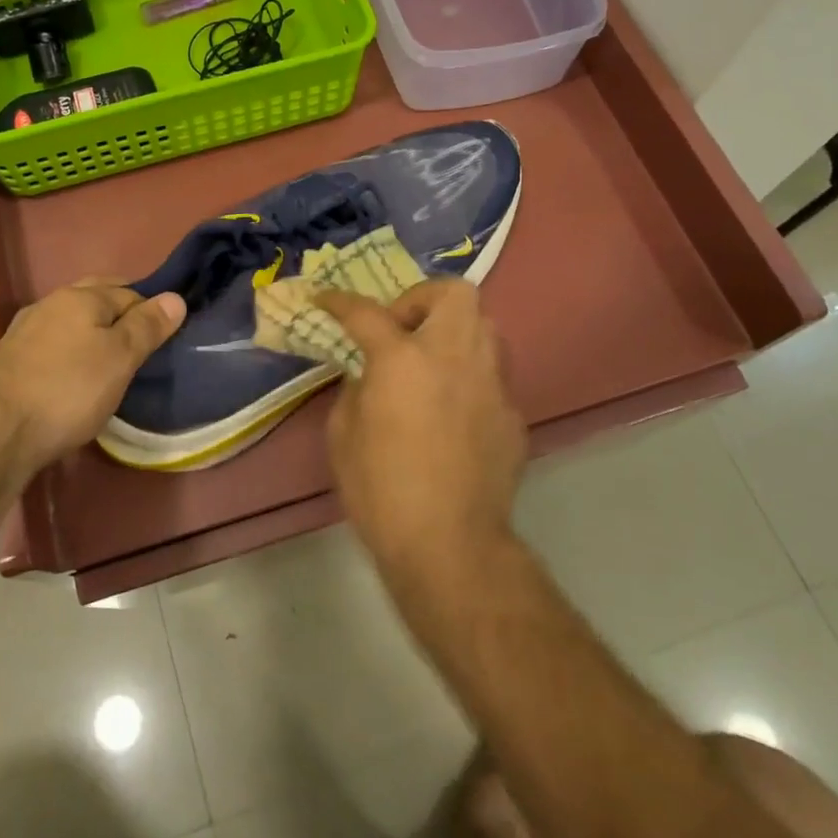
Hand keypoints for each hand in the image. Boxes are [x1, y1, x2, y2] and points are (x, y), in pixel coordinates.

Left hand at [0, 280, 185, 472]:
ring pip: (71, 322)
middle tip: (142, 342)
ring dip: (92, 332)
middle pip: (95, 298)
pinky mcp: (10, 361)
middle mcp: (50, 304)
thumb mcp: (120, 358)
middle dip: (120, 312)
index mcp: (81, 297)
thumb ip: (147, 326)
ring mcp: (25, 331)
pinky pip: (52, 345)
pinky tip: (74, 375)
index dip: (151, 310)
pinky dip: (70, 352)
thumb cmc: (68, 389)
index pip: (129, 292)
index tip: (166, 336)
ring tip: (111, 359)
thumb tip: (176, 297)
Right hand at [316, 280, 526, 578]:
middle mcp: (454, 356)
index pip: (367, 312)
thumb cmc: (381, 489)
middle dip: (422, 299)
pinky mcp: (512, 414)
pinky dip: (468, 377)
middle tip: (401, 329)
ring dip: (453, 332)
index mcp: (403, 358)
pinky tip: (452, 411)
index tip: (324, 299)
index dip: (340, 301)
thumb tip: (371, 374)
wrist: (450, 545)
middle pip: (454, 293)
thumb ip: (356, 388)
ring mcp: (491, 383)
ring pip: (484, 327)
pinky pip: (491, 376)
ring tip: (430, 363)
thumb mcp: (343, 433)